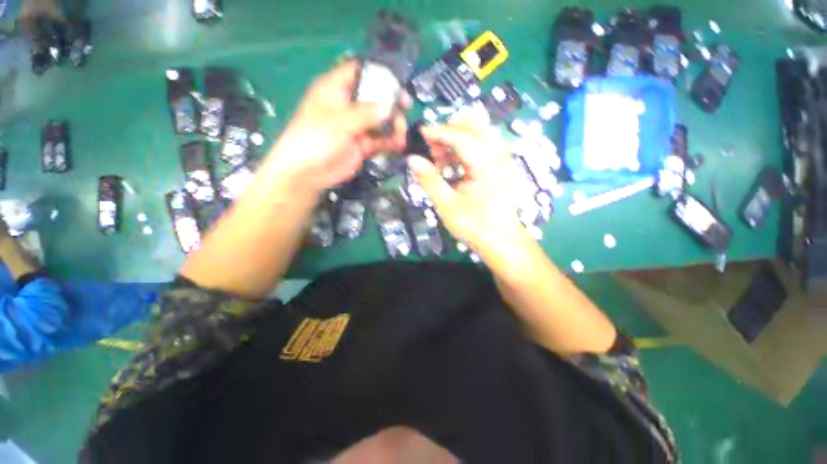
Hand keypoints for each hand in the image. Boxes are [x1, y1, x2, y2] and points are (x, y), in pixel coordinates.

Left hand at [267, 61, 408, 191]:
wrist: (307, 173)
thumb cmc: (316, 138)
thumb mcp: (341, 121)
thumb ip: (367, 113)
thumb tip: (391, 106)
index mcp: (336, 89)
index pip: (359, 71)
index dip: (378, 73)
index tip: (398, 81)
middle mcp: (348, 105)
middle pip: (375, 97)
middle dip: (391, 103)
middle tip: (406, 108)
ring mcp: (356, 127)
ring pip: (380, 121)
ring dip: (393, 125)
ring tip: (401, 133)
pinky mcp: (362, 145)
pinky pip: (380, 140)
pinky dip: (390, 142)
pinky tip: (399, 144)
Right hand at [408, 118, 528, 257]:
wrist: (502, 241)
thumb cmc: (475, 225)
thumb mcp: (447, 205)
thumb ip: (429, 180)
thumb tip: (412, 159)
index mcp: (487, 164)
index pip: (461, 136)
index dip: (438, 132)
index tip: (420, 133)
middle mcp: (498, 155)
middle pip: (476, 123)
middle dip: (450, 129)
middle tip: (433, 148)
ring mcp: (502, 159)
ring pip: (479, 133)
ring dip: (457, 139)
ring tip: (440, 160)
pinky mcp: (500, 166)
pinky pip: (482, 145)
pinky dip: (465, 149)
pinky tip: (452, 166)